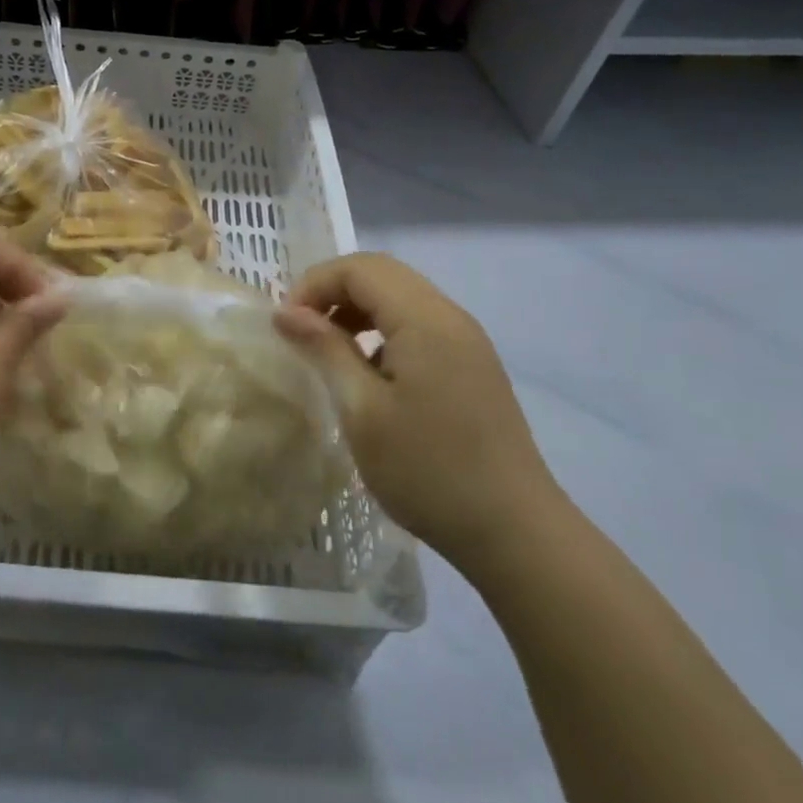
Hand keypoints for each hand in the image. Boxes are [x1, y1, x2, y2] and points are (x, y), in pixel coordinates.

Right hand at [274, 253, 565, 573]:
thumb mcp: (362, 411)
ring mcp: (467, 340)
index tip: (286, 325)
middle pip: (382, 273)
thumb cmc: (429, 471)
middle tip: (302, 331)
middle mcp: (450, 316)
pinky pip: (420, 323)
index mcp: (425, 320)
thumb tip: (286, 312)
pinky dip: (383, 329)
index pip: (359, 268)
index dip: (314, 284)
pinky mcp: (473, 364)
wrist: (516, 534)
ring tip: (329, 349)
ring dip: (358, 308)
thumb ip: (325, 350)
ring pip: (401, 296)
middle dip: (333, 291)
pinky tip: (370, 373)